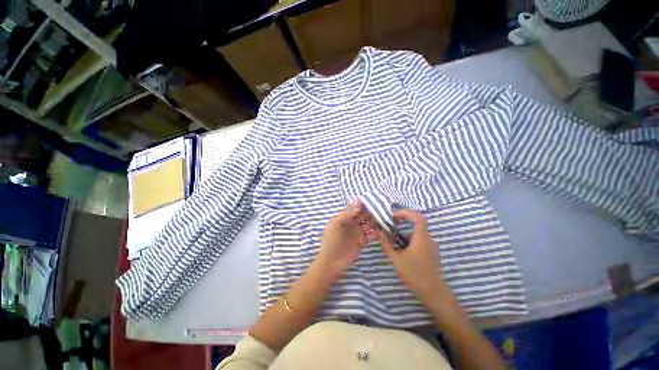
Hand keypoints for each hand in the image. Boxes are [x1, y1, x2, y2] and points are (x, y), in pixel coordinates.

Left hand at [314, 202, 374, 282]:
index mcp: (343, 218)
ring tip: (384, 219)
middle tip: (381, 209)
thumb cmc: (331, 241)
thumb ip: (347, 214)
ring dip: (374, 221)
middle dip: (370, 212)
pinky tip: (381, 230)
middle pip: (362, 215)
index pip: (354, 208)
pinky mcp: (362, 241)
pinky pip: (370, 235)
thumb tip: (358, 204)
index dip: (362, 205)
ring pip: (368, 224)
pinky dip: (376, 232)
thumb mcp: (336, 224)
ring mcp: (356, 232)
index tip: (372, 201)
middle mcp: (351, 223)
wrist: (331, 262)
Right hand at [376, 209, 444, 302]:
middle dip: (403, 222)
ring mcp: (430, 246)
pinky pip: (419, 240)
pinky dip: (409, 240)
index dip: (406, 212)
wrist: (432, 291)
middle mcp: (428, 239)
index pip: (417, 217)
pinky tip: (401, 250)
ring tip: (393, 240)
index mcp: (421, 238)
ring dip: (404, 233)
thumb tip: (378, 233)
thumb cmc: (414, 273)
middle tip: (391, 225)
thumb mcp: (396, 259)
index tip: (394, 216)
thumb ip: (386, 244)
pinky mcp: (429, 252)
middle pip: (416, 224)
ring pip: (416, 233)